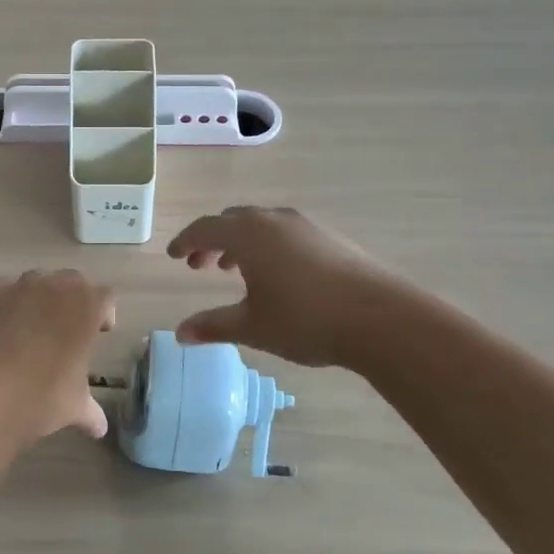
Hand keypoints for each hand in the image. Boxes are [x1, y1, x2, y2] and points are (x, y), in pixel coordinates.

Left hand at [0, 270, 114, 438]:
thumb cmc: (42, 396)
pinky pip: (4, 290)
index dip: (104, 313)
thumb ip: (90, 412)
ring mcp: (19, 286)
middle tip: (68, 328)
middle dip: (73, 301)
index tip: (100, 332)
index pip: (105, 298)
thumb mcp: (74, 407)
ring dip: (40, 298)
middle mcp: (55, 287)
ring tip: (32, 328)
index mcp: (87, 307)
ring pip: (37, 281)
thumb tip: (100, 428)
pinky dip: (7, 302)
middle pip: (72, 282)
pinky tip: (1, 327)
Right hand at [167, 206, 392, 367]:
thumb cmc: (305, 320)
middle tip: (200, 265)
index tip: (174, 256)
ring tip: (234, 269)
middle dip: (212, 240)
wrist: (380, 317)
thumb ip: (213, 326)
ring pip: (260, 224)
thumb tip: (180, 333)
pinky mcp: (329, 237)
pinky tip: (276, 274)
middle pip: (232, 220)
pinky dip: (267, 245)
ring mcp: (305, 225)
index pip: (205, 229)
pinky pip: (284, 232)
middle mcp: (273, 220)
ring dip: (240, 242)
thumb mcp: (252, 326)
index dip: (185, 241)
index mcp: (248, 234)